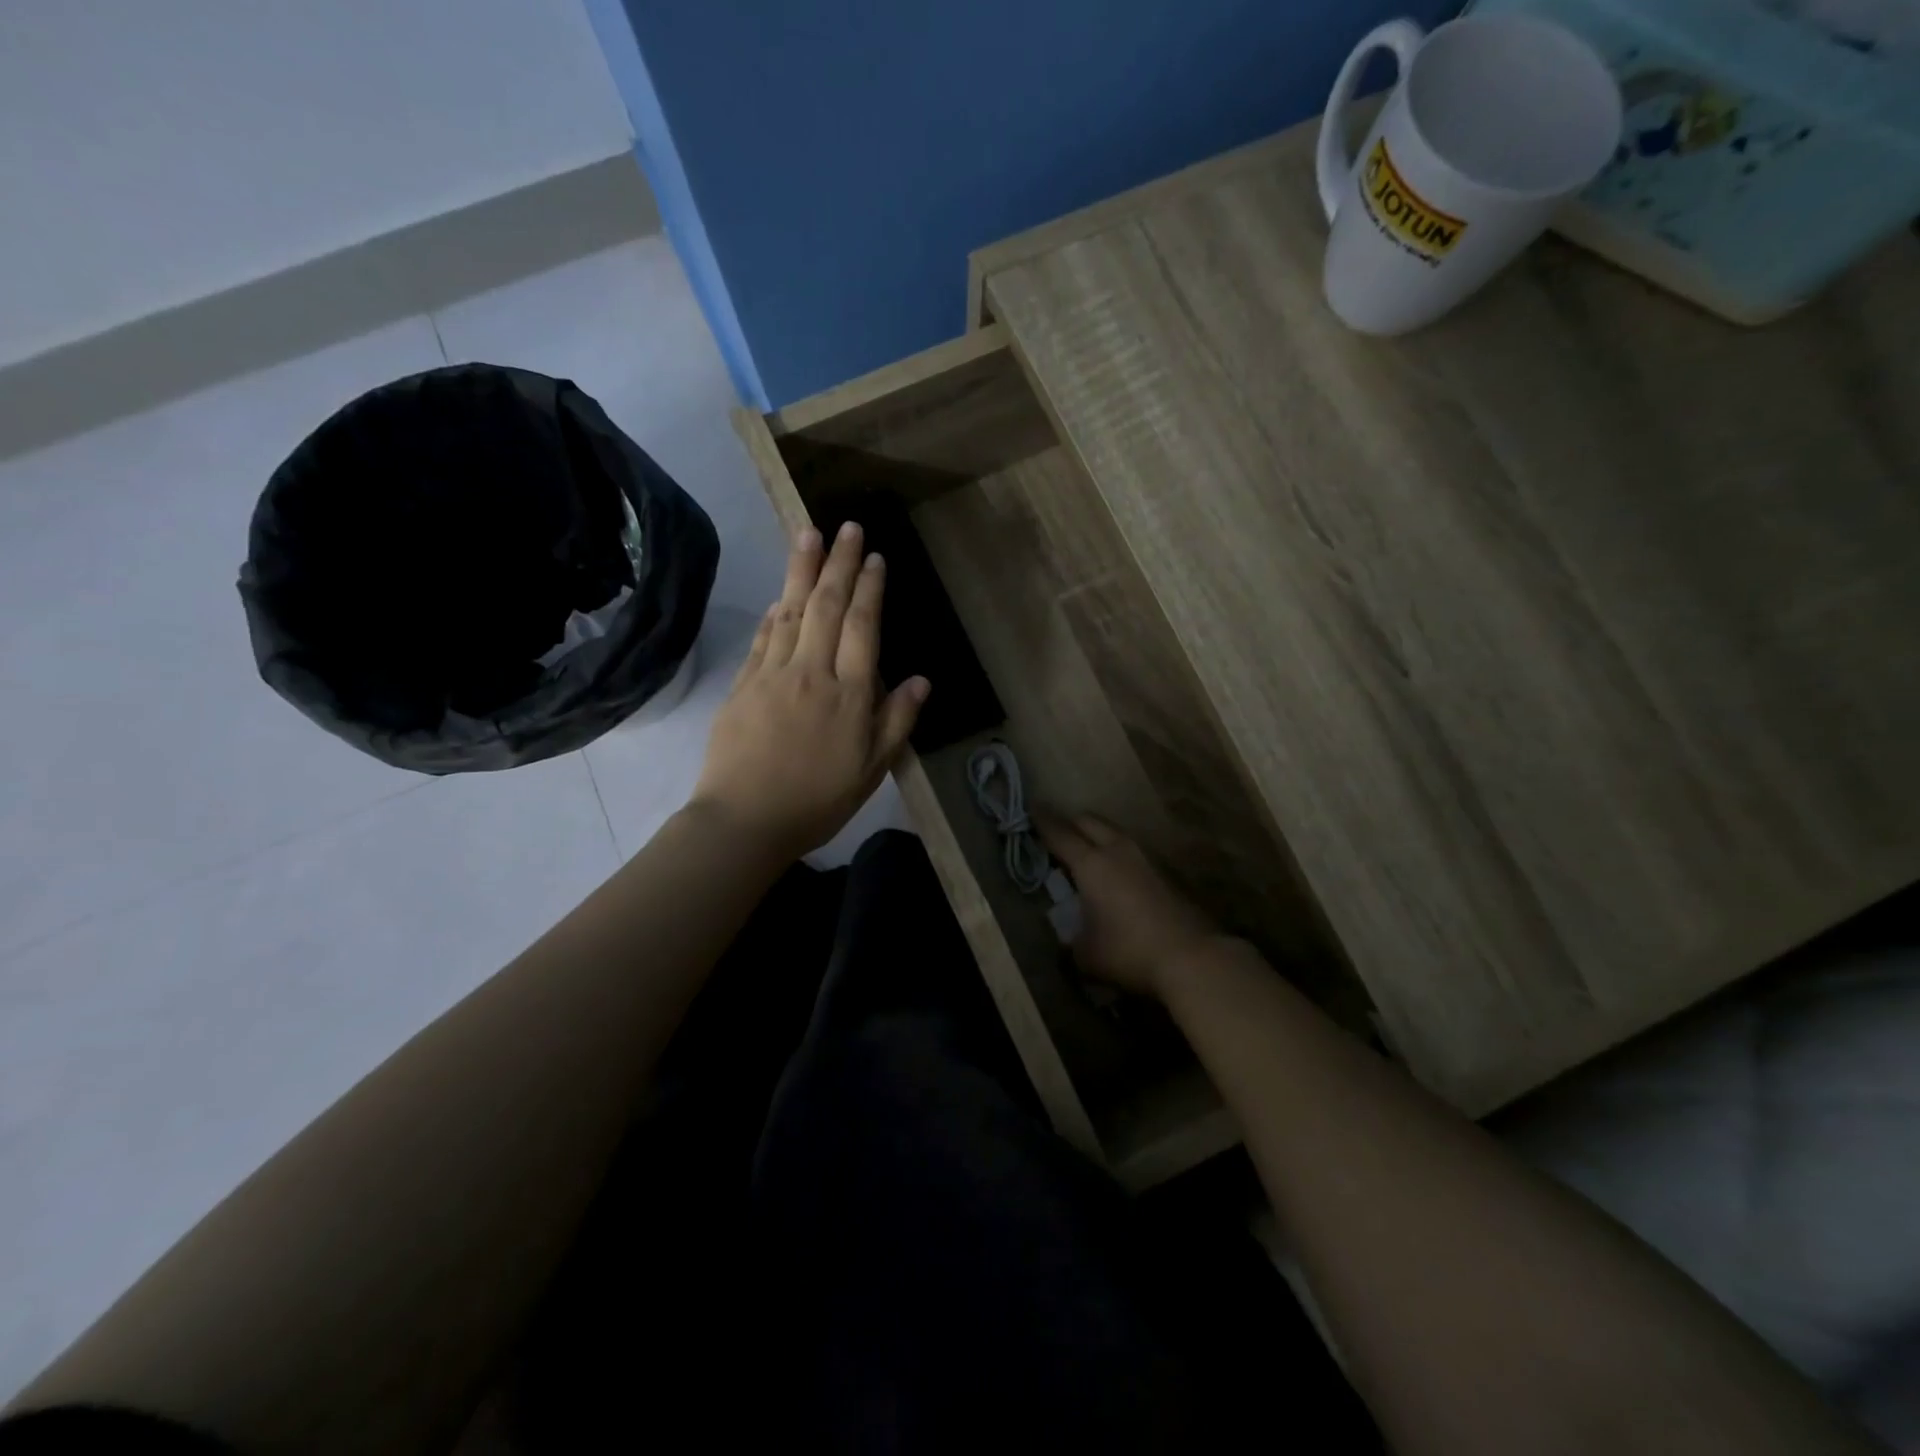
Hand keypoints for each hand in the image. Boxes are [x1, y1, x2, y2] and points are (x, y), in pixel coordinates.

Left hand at [693, 523, 928, 861]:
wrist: (744, 821)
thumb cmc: (817, 800)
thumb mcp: (872, 770)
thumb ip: (896, 721)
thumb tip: (920, 679)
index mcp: (848, 694)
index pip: (861, 627)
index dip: (869, 589)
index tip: (875, 557)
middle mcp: (811, 672)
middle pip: (826, 606)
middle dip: (839, 563)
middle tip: (847, 526)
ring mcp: (771, 675)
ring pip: (790, 611)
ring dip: (801, 570)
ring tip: (809, 533)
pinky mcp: (742, 685)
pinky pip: (762, 638)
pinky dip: (774, 612)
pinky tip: (780, 595)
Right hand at [1037, 812, 1222, 998]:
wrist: (1191, 957)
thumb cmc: (1128, 951)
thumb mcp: (1085, 953)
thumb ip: (1070, 938)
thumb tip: (1068, 934)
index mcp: (1091, 864)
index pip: (1059, 833)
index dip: (1041, 820)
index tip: (1030, 807)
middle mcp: (1117, 851)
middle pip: (1088, 821)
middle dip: (1069, 822)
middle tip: (1055, 832)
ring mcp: (1145, 859)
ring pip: (1113, 833)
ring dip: (1096, 835)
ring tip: (1084, 851)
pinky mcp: (1164, 873)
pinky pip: (1131, 851)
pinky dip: (1115, 853)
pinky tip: (1114, 873)